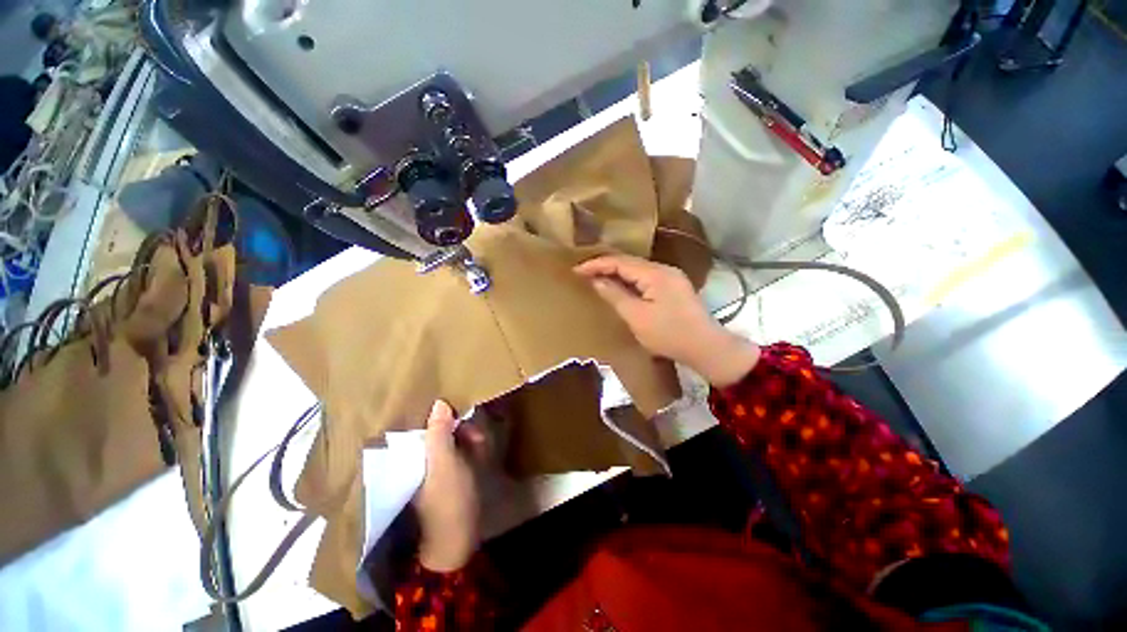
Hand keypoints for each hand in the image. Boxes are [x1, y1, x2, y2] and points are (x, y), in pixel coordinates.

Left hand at [415, 400, 487, 571]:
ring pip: (451, 438)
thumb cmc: (448, 499)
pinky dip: (470, 446)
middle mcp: (419, 459)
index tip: (460, 410)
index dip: (440, 414)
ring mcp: (434, 467)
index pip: (422, 424)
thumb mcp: (444, 463)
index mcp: (411, 456)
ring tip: (481, 441)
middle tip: (477, 434)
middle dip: (459, 426)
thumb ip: (439, 434)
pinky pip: (459, 450)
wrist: (458, 538)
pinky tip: (480, 448)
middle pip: (439, 429)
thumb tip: (438, 402)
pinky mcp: (449, 474)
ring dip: (467, 435)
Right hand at [574, 254, 759, 386]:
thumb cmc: (669, 334)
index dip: (596, 264)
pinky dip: (629, 281)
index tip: (576, 270)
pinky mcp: (673, 288)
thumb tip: (596, 280)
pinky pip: (645, 278)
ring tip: (596, 277)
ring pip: (637, 270)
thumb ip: (615, 295)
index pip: (620, 262)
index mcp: (655, 274)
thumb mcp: (637, 317)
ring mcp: (671, 278)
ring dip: (616, 273)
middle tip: (583, 272)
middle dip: (605, 266)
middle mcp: (664, 269)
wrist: (706, 348)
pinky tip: (619, 286)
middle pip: (629, 262)